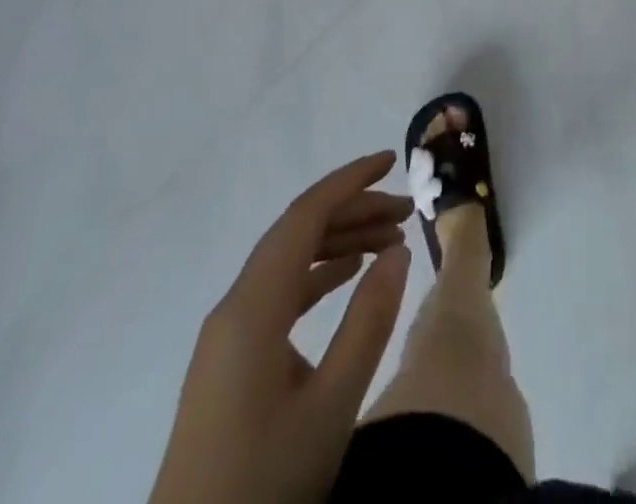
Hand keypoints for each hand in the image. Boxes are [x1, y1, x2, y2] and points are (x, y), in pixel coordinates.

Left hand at [148, 152, 414, 503]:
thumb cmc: (265, 486)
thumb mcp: (332, 406)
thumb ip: (368, 321)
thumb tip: (397, 250)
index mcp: (253, 307)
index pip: (305, 216)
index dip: (350, 181)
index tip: (393, 162)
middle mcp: (235, 307)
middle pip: (297, 233)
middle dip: (353, 211)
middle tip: (406, 212)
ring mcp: (229, 335)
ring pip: (289, 261)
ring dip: (338, 242)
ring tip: (390, 240)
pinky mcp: (230, 361)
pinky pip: (279, 293)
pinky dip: (318, 274)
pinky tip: (349, 275)